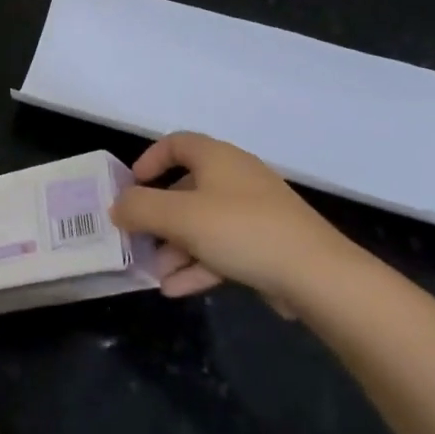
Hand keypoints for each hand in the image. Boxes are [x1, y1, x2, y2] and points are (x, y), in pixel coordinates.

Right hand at [110, 133, 356, 315]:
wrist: (317, 276)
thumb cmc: (241, 231)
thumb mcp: (179, 217)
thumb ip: (139, 208)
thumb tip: (117, 206)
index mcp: (217, 159)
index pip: (177, 143)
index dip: (150, 160)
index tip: (131, 186)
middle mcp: (236, 179)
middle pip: (186, 190)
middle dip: (158, 218)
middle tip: (137, 239)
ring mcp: (254, 214)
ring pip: (202, 224)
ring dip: (175, 248)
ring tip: (156, 275)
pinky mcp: (266, 246)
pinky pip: (222, 249)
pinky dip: (198, 265)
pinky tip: (176, 290)